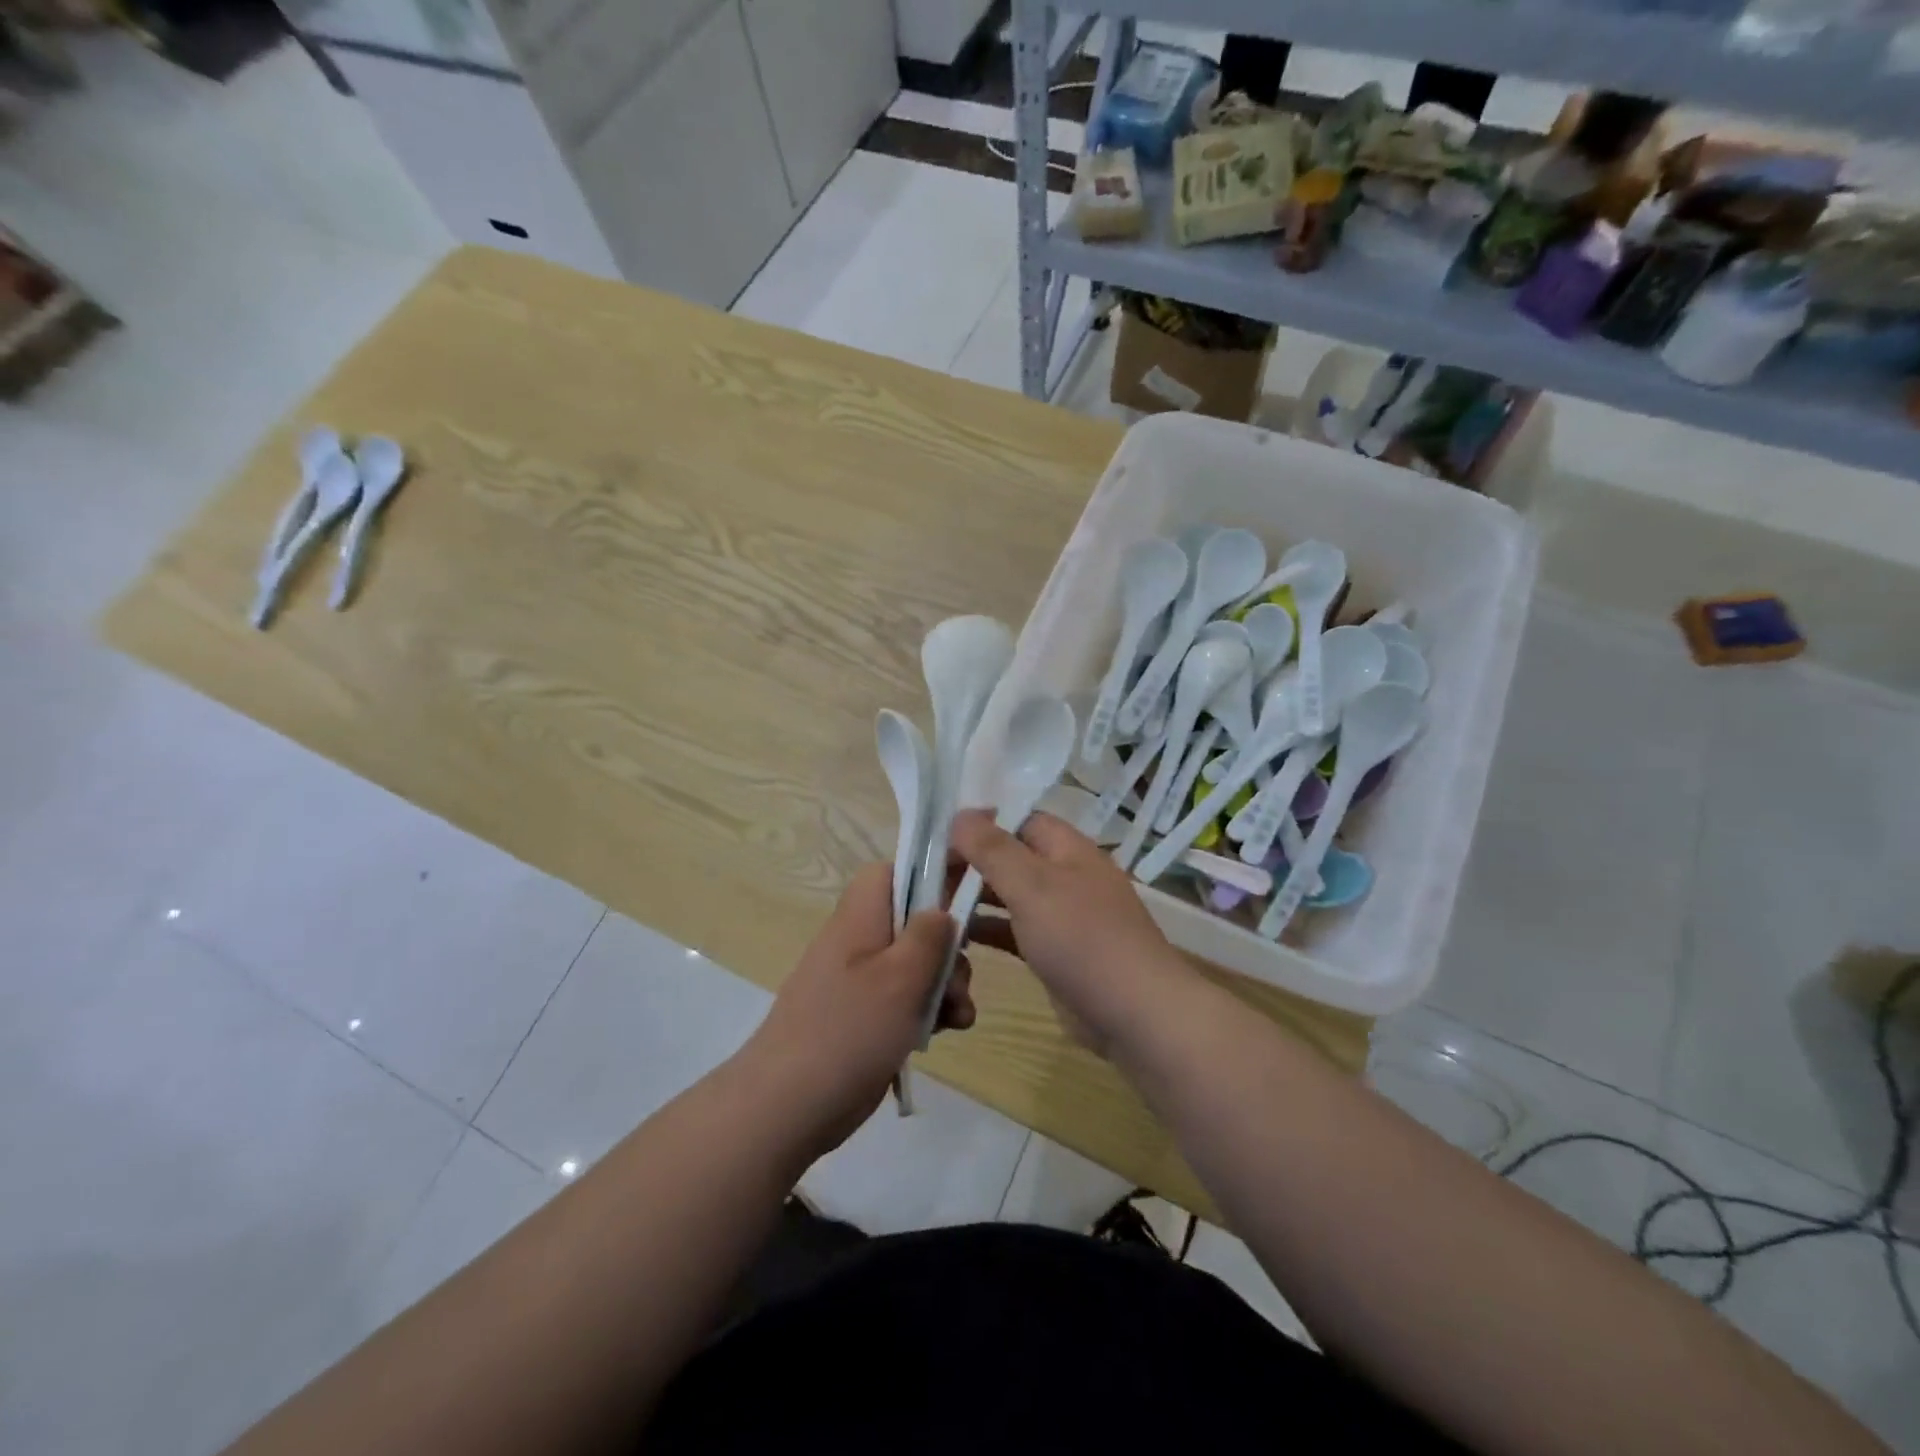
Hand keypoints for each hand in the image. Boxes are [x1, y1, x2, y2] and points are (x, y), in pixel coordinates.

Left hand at [738, 864, 974, 1155]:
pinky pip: (904, 999)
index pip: (892, 871)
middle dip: (947, 948)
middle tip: (959, 980)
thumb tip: (941, 911)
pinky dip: (927, 1010)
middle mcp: (859, 940)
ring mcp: (860, 980)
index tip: (965, 896)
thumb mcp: (902, 976)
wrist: (788, 1106)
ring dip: (944, 985)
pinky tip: (947, 1033)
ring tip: (959, 1017)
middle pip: (914, 921)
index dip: (929, 874)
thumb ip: (929, 935)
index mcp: (861, 917)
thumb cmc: (850, 1030)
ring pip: (915, 964)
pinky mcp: (864, 1016)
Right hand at [950, 809, 1192, 1057]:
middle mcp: (1066, 875)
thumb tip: (959, 815)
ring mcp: (1063, 916)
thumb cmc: (1081, 938)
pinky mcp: (1056, 952)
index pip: (1018, 819)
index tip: (939, 840)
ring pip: (1010, 895)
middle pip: (1011, 856)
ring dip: (975, 897)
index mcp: (1067, 848)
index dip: (980, 824)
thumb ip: (993, 849)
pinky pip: (1015, 930)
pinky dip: (988, 929)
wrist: (1134, 1013)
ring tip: (932, 907)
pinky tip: (957, 937)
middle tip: (928, 878)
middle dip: (972, 863)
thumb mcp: (1032, 886)